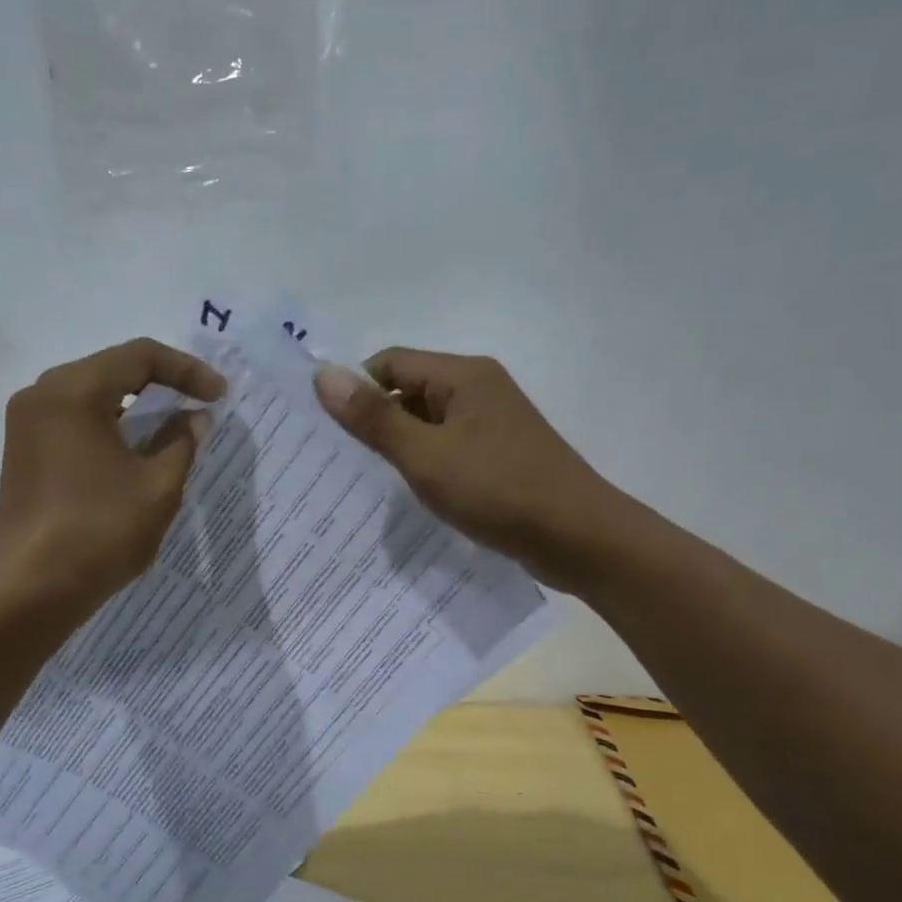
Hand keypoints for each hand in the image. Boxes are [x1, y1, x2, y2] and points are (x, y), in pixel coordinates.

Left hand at [0, 338, 224, 618]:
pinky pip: (74, 420)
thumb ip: (183, 442)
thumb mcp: (158, 487)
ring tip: (174, 428)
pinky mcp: (23, 451)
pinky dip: (110, 425)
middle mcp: (43, 393)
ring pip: (92, 395)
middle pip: (112, 368)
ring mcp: (26, 423)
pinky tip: (135, 450)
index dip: (187, 371)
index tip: (219, 397)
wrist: (31, 588)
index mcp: (74, 390)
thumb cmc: (100, 531)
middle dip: (162, 384)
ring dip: (136, 407)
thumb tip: (194, 417)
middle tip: (200, 406)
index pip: (140, 356)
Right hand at [314, 349, 625, 586]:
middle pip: (409, 391)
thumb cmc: (498, 490)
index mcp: (463, 376)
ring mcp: (493, 425)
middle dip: (374, 422)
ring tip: (368, 483)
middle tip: (340, 462)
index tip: (328, 431)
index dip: (356, 390)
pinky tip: (411, 496)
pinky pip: (449, 450)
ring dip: (399, 448)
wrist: (578, 537)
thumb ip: (374, 418)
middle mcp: (479, 390)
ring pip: (428, 425)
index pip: (390, 363)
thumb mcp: (425, 455)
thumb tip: (322, 375)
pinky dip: (426, 466)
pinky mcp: (500, 457)